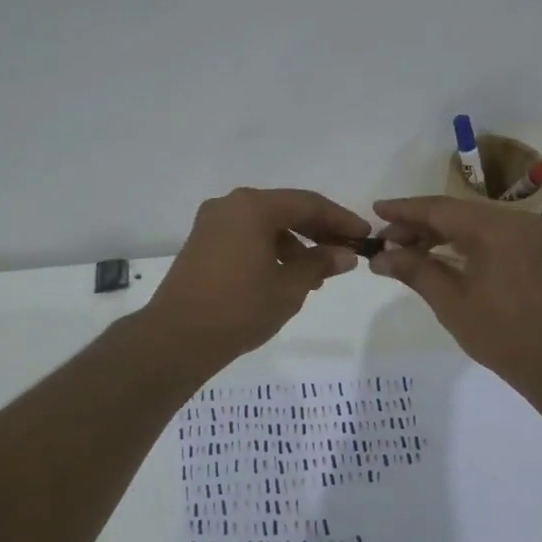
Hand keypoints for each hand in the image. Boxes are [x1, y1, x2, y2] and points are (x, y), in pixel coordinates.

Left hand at [145, 187, 370, 369]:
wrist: (177, 338)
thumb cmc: (240, 308)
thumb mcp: (289, 287)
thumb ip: (320, 264)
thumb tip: (345, 254)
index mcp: (253, 207)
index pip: (308, 204)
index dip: (340, 220)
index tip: (365, 236)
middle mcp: (230, 205)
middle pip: (285, 210)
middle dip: (318, 231)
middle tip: (346, 252)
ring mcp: (212, 224)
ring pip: (265, 224)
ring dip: (295, 243)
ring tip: (318, 273)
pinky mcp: (202, 244)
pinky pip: (246, 237)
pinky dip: (271, 250)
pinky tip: (286, 275)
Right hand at [369, 196, 541, 385]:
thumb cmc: (502, 334)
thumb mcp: (451, 303)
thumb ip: (415, 271)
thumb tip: (380, 256)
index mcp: (494, 229)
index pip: (439, 209)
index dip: (404, 210)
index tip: (374, 211)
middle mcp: (512, 220)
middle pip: (454, 211)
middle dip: (417, 224)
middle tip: (385, 241)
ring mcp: (525, 233)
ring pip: (470, 222)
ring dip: (437, 233)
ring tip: (404, 251)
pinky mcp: (530, 248)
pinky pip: (486, 234)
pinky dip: (459, 241)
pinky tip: (436, 255)